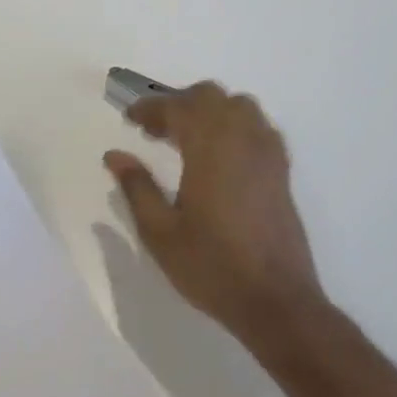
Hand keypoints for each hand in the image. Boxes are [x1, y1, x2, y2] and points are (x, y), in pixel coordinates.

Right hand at [105, 82, 323, 336]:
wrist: (276, 301)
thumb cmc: (211, 266)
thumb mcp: (160, 232)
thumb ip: (136, 187)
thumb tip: (114, 155)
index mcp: (210, 148)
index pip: (177, 107)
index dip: (149, 108)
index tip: (129, 119)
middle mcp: (242, 139)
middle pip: (210, 96)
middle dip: (179, 103)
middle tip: (155, 130)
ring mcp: (267, 153)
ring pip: (239, 105)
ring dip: (209, 110)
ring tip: (187, 138)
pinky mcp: (281, 170)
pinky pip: (258, 127)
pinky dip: (235, 125)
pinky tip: (220, 155)